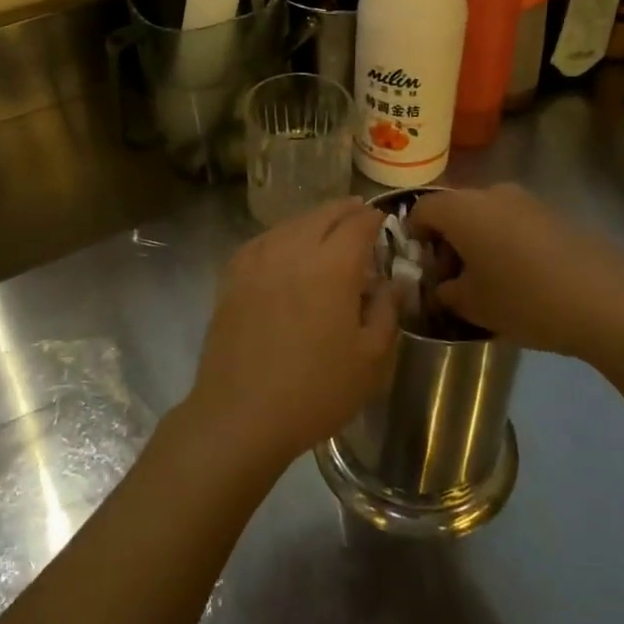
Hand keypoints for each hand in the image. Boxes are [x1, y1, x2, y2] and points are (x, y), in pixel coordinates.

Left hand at [184, 199, 396, 474]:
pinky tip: (284, 247)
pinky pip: (262, 241)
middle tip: (358, 212)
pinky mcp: (232, 276)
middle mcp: (293, 251)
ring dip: (312, 220)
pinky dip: (280, 235)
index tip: (382, 219)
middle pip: (322, 215)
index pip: (357, 224)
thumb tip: (391, 283)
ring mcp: (257, 260)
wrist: (241, 413)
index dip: (373, 218)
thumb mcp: (371, 360)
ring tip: (325, 227)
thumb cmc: (316, 391)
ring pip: (290, 224)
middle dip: (344, 210)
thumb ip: (386, 312)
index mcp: (332, 266)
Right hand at [407, 185, 623, 358]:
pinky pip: (514, 222)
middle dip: (446, 239)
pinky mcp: (554, 214)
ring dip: (477, 240)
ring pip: (486, 214)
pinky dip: (505, 242)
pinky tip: (521, 277)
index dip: (413, 236)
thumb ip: (446, 292)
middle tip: (452, 277)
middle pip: (454, 209)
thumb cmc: (525, 300)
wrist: (608, 302)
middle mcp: (490, 194)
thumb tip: (444, 286)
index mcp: (461, 209)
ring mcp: (526, 201)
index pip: (421, 209)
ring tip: (488, 279)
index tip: (422, 266)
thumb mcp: (473, 306)